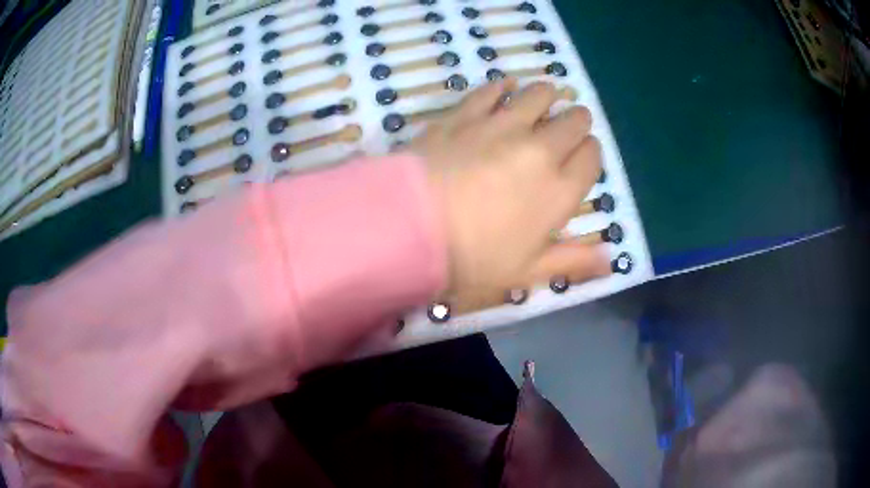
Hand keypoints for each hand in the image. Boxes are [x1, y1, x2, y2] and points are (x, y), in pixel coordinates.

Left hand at [411, 79, 610, 311]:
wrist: (409, 228)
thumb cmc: (472, 259)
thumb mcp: (527, 272)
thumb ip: (573, 261)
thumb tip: (610, 259)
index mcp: (560, 190)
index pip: (591, 157)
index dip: (590, 154)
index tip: (580, 159)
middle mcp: (540, 149)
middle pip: (574, 120)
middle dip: (576, 122)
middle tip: (564, 129)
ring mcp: (502, 125)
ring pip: (540, 94)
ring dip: (547, 96)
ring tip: (543, 101)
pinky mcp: (466, 113)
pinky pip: (493, 89)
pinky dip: (503, 87)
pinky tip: (505, 88)